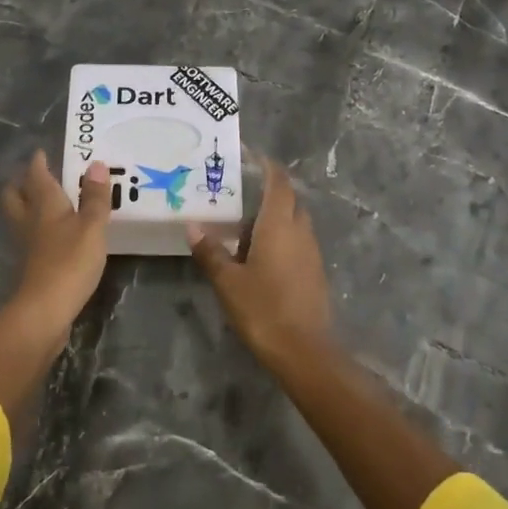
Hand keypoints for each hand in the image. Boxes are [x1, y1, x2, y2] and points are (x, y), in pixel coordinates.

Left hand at [0, 151, 110, 330]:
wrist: (45, 310)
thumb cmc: (70, 261)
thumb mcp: (92, 227)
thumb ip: (95, 197)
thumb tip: (96, 164)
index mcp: (44, 204)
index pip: (36, 176)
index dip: (38, 163)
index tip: (41, 153)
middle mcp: (29, 220)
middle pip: (15, 195)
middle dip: (22, 183)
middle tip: (35, 177)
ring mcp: (25, 245)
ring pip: (18, 217)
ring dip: (26, 206)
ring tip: (42, 202)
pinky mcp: (29, 265)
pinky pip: (28, 237)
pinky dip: (35, 230)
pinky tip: (49, 235)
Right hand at [189, 158, 331, 362]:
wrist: (304, 351)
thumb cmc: (263, 309)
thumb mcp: (228, 282)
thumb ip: (211, 252)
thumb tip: (193, 227)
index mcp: (279, 226)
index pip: (279, 183)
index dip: (268, 166)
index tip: (252, 156)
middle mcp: (300, 232)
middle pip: (289, 201)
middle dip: (269, 193)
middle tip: (240, 195)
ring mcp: (311, 253)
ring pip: (295, 223)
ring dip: (274, 219)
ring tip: (243, 227)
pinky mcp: (315, 273)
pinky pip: (297, 243)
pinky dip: (281, 239)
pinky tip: (259, 257)